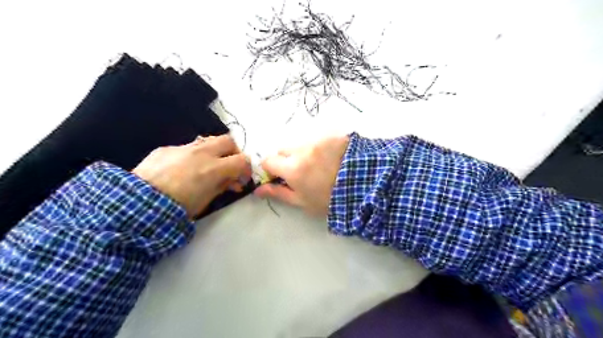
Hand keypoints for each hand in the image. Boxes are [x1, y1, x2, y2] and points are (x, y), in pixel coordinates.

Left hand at [132, 133, 250, 215]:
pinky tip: (183, 169)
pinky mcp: (167, 148)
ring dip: (215, 150)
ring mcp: (183, 148)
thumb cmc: (178, 207)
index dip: (246, 168)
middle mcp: (202, 152)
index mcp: (214, 168)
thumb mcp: (207, 200)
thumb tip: (232, 181)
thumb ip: (223, 186)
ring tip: (209, 165)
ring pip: (209, 140)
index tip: (242, 178)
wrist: (138, 203)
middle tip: (230, 166)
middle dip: (233, 152)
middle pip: (228, 141)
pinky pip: (187, 147)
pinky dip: (194, 155)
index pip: (242, 160)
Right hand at [252, 135, 349, 216]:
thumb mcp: (303, 202)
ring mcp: (318, 139)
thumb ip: (279, 193)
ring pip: (300, 143)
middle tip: (300, 171)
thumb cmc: (330, 199)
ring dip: (303, 152)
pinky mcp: (332, 134)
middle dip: (286, 159)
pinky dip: (319, 147)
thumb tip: (257, 190)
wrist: (365, 186)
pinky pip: (318, 138)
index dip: (271, 168)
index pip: (268, 160)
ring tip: (319, 164)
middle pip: (283, 149)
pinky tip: (331, 157)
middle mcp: (302, 149)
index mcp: (292, 168)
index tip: (279, 176)